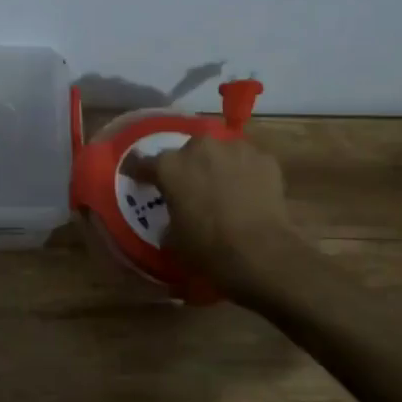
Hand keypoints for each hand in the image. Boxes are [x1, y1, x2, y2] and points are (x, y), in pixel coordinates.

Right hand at [127, 135, 298, 297]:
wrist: (262, 253)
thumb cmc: (208, 249)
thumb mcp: (174, 240)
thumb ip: (168, 219)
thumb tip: (174, 219)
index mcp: (169, 167)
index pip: (143, 162)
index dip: (138, 171)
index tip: (137, 177)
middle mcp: (199, 148)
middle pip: (186, 152)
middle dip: (186, 167)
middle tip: (190, 188)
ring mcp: (234, 149)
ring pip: (219, 152)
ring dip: (217, 166)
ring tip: (223, 188)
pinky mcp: (264, 158)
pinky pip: (247, 162)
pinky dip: (245, 173)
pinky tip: (249, 192)